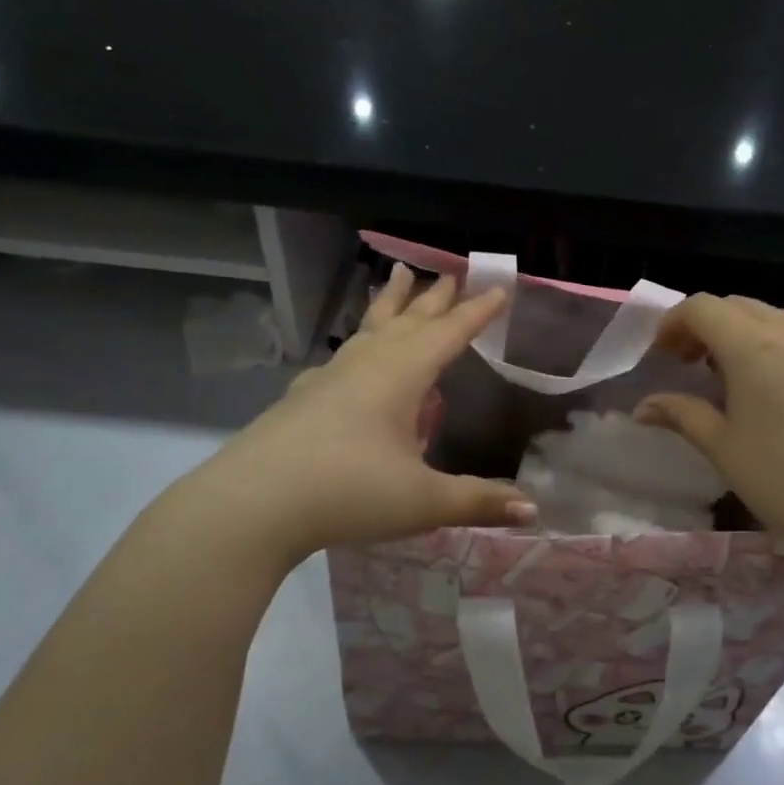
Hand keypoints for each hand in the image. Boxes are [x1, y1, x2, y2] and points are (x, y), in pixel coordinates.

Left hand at [196, 265, 533, 566]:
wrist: (251, 505)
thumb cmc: (348, 492)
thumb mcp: (422, 501)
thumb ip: (477, 502)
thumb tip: (533, 510)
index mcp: (399, 376)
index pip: (448, 334)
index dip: (476, 314)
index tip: (498, 290)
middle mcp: (365, 366)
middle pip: (406, 321)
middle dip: (433, 299)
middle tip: (449, 273)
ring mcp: (328, 380)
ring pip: (368, 330)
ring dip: (389, 305)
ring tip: (397, 280)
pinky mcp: (301, 399)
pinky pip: (342, 358)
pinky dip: (358, 345)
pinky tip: (351, 358)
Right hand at [633, 295, 783, 551]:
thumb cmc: (781, 477)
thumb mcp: (721, 446)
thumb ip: (681, 415)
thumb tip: (643, 407)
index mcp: (753, 347)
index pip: (704, 307)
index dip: (674, 322)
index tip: (661, 355)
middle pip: (738, 305)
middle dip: (706, 324)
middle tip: (689, 362)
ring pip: (774, 319)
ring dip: (741, 333)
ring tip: (729, 376)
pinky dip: (775, 349)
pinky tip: (774, 393)